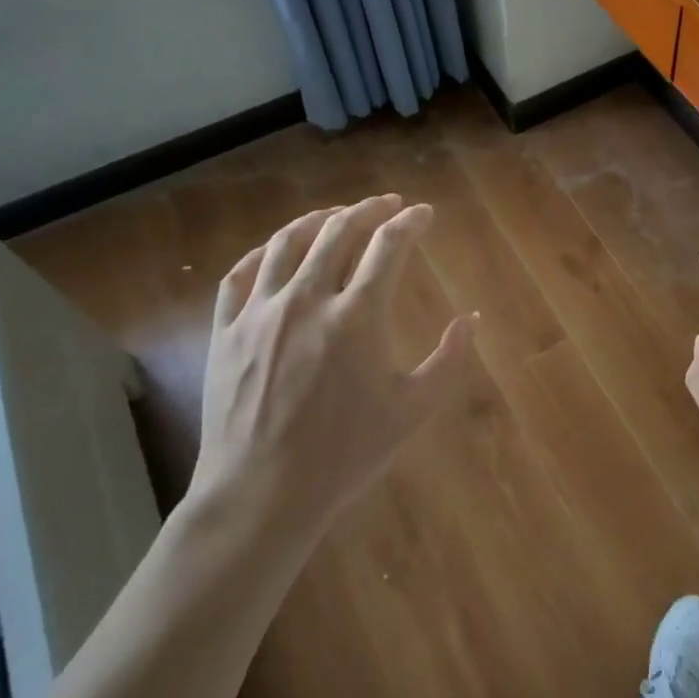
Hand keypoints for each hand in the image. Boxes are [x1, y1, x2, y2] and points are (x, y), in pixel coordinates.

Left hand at [189, 195, 476, 552]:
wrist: (263, 494)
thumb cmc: (346, 454)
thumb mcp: (413, 410)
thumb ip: (448, 359)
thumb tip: (472, 318)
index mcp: (358, 316)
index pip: (389, 246)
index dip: (410, 222)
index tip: (423, 214)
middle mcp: (308, 299)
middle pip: (338, 231)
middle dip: (368, 209)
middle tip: (387, 203)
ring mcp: (260, 312)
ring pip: (287, 243)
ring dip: (317, 219)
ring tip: (335, 214)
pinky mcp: (226, 330)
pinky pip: (240, 274)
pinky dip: (263, 251)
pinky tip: (276, 249)